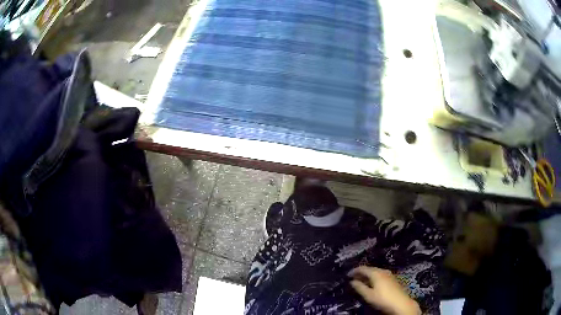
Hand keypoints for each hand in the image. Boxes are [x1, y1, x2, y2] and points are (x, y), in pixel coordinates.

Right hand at [348, 266, 420, 314]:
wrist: (401, 303)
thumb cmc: (383, 299)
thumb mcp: (368, 295)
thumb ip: (359, 287)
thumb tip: (352, 281)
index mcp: (376, 273)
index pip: (363, 268)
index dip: (354, 271)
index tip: (347, 275)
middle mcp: (383, 271)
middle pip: (370, 269)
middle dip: (361, 273)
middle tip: (353, 278)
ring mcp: (389, 274)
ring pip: (375, 272)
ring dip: (367, 275)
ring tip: (361, 281)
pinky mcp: (393, 279)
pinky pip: (380, 275)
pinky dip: (373, 277)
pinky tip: (372, 283)